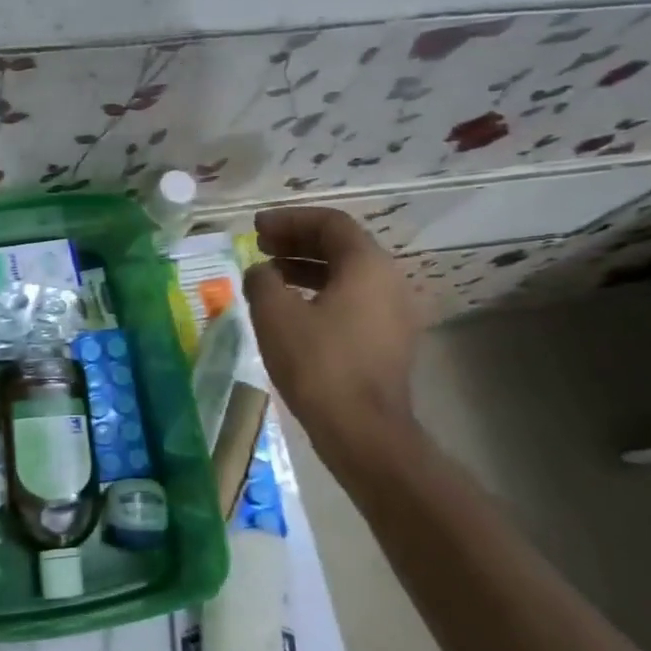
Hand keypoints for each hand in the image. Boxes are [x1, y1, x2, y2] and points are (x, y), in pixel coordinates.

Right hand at [243, 206, 425, 465]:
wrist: (363, 431)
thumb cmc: (318, 364)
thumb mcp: (276, 315)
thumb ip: (262, 281)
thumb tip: (260, 272)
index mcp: (367, 265)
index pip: (330, 223)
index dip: (289, 220)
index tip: (256, 228)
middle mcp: (389, 281)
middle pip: (341, 247)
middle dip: (297, 243)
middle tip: (260, 248)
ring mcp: (394, 313)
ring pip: (347, 276)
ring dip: (306, 269)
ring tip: (269, 278)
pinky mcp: (388, 341)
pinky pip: (352, 302)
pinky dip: (320, 295)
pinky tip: (292, 312)